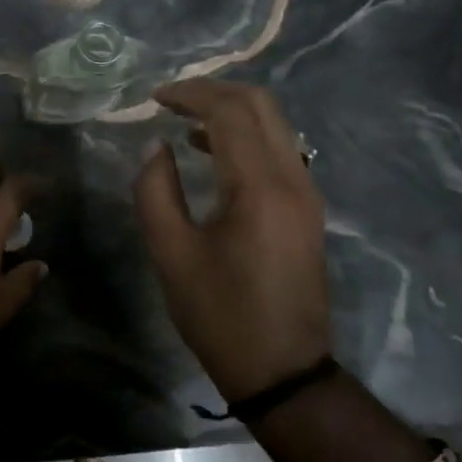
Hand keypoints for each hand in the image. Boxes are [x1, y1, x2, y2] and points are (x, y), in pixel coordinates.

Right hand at [133, 79, 330, 402]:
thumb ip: (156, 191)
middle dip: (214, 90)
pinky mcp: (307, 208)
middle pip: (261, 105)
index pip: (229, 112)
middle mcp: (293, 179)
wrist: (283, 371)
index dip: (190, 94)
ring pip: (274, 124)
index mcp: (259, 189)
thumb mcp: (171, 255)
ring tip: (184, 119)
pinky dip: (245, 135)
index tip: (154, 98)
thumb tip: (156, 148)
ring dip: (231, 110)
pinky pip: (279, 149)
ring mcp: (307, 193)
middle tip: (171, 99)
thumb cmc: (220, 315)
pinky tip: (211, 150)